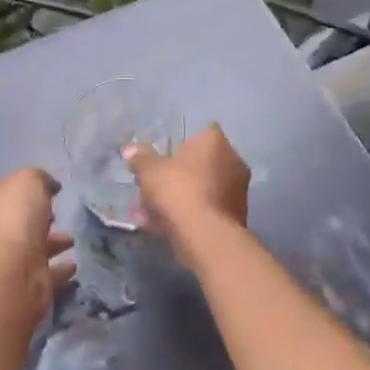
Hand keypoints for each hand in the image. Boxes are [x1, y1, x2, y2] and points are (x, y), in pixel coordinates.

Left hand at [0, 168, 75, 323]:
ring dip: (51, 243)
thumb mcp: (29, 180)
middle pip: (13, 221)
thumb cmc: (14, 219)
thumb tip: (49, 186)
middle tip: (56, 215)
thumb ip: (40, 177)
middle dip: (36, 218)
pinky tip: (72, 265)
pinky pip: (42, 272)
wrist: (12, 273)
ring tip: (71, 240)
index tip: (44, 192)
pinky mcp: (19, 284)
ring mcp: (1, 261)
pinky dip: (57, 269)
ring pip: (29, 248)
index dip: (19, 189)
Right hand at [125, 124, 249, 268]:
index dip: (183, 145)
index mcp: (216, 142)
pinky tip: (170, 227)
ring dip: (187, 196)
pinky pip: (209, 208)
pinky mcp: (238, 215)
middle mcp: (234, 160)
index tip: (166, 158)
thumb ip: (141, 158)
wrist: (206, 236)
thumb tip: (130, 149)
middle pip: (204, 162)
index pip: (202, 133)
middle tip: (159, 186)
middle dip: (183, 174)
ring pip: (206, 188)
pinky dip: (193, 214)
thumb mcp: (150, 172)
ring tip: (158, 212)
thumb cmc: (179, 191)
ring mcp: (239, 190)